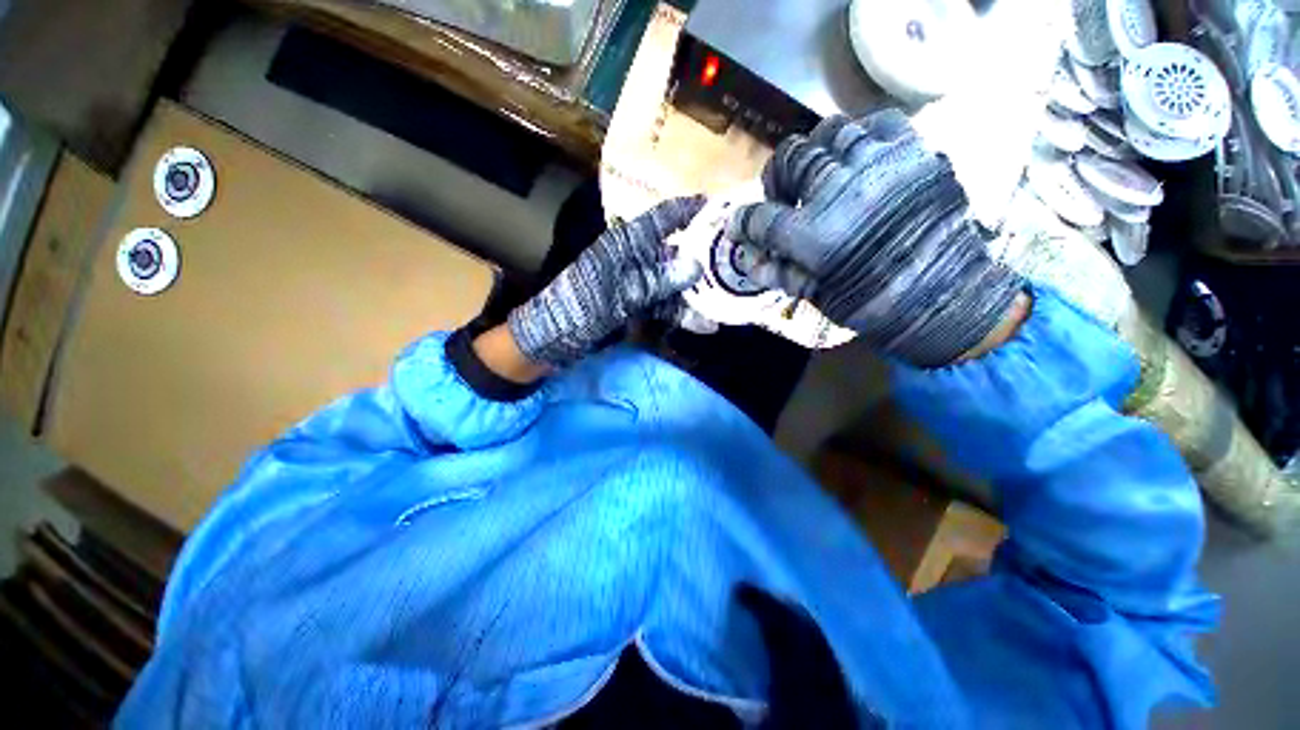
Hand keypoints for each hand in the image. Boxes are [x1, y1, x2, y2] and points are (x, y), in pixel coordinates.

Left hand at [507, 196, 705, 365]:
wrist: (552, 336)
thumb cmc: (579, 307)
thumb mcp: (618, 294)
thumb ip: (655, 281)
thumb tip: (694, 266)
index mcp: (625, 243)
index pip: (664, 218)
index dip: (691, 211)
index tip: (721, 210)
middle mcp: (634, 257)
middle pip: (674, 252)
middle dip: (702, 262)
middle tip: (733, 268)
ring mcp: (635, 281)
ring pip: (671, 281)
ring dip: (693, 295)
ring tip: (719, 308)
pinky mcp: (634, 301)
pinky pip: (662, 302)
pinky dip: (678, 312)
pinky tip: (699, 324)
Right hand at [727, 111, 1024, 366]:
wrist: (947, 294)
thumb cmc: (873, 304)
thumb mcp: (816, 295)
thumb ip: (776, 273)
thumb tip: (746, 257)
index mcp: (813, 235)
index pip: (760, 217)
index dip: (743, 221)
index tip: (739, 225)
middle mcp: (840, 190)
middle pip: (790, 159)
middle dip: (777, 180)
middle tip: (783, 197)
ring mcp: (878, 164)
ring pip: (829, 132)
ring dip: (815, 153)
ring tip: (819, 174)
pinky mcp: (912, 151)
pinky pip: (878, 122)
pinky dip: (860, 135)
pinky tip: (858, 158)